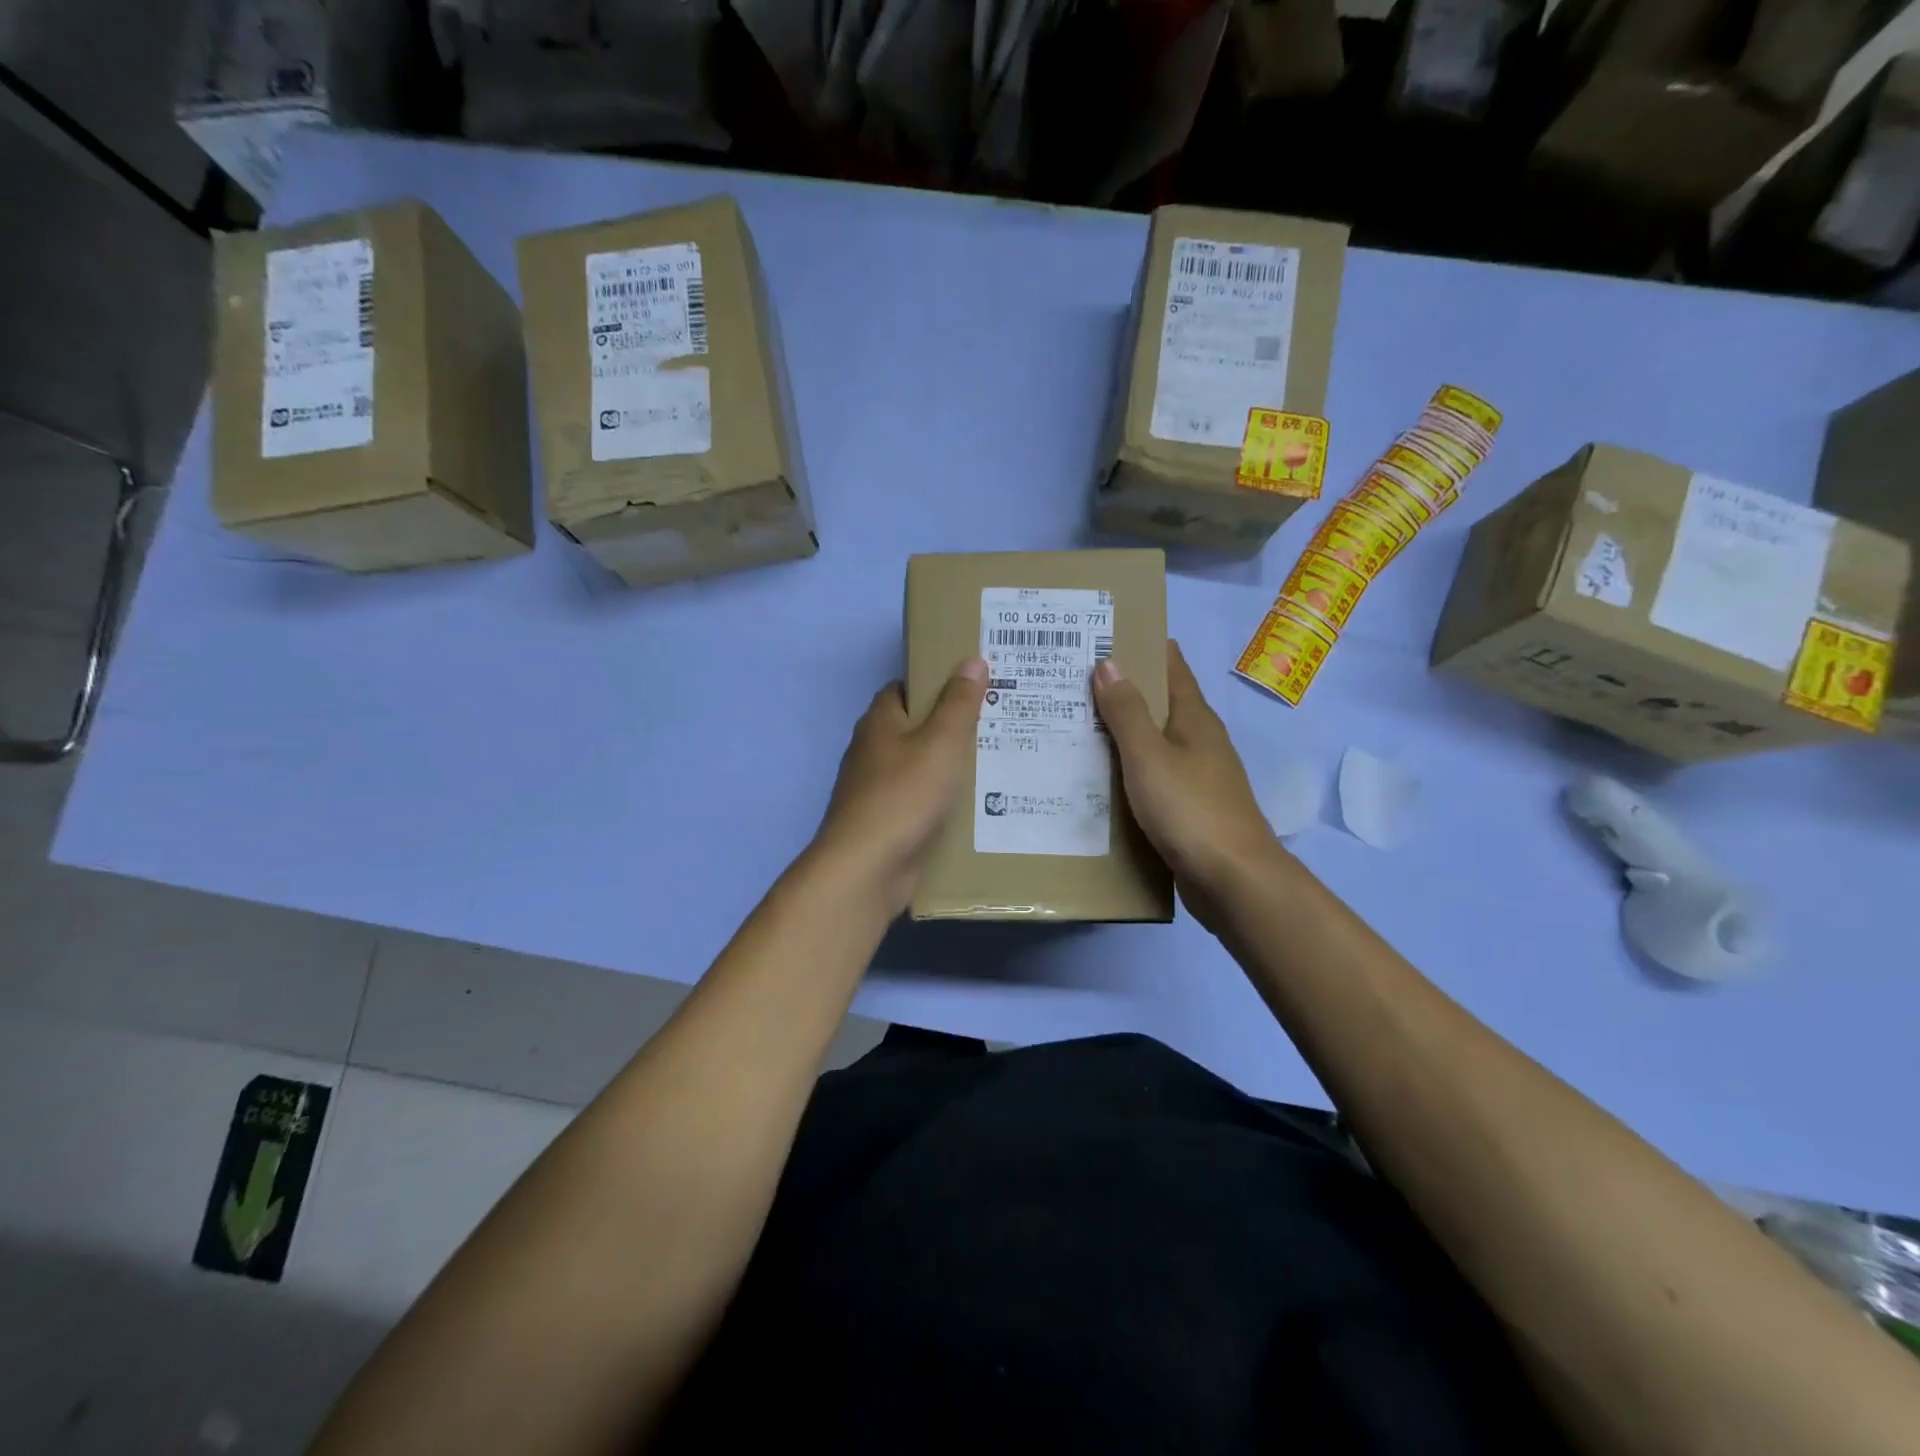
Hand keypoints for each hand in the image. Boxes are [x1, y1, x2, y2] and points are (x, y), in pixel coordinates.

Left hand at [811, 658, 987, 913]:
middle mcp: (872, 751)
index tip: (974, 684)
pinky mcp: (886, 823)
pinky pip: (920, 802)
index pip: (905, 688)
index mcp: (879, 722)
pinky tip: (977, 805)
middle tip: (997, 721)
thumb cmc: (904, 795)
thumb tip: (971, 660)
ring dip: (949, 766)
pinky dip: (943, 800)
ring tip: (997, 760)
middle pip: (915, 728)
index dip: (936, 682)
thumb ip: (958, 703)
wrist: (867, 869)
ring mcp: (876, 790)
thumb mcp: (941, 742)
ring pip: (919, 767)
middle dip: (951, 725)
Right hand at [1093, 641, 1283, 922]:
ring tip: (1077, 726)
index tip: (1107, 635)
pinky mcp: (1191, 810)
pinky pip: (1153, 778)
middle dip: (1125, 690)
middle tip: (1075, 681)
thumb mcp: (1149, 756)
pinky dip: (1129, 771)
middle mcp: (1200, 742)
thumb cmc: (1190, 810)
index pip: (1172, 668)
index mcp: (1195, 719)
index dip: (1145, 647)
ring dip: (1123, 734)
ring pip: (1155, 744)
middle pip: (1161, 704)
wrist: (1233, 880)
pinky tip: (1101, 779)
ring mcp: (1199, 777)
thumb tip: (1108, 662)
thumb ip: (1126, 712)